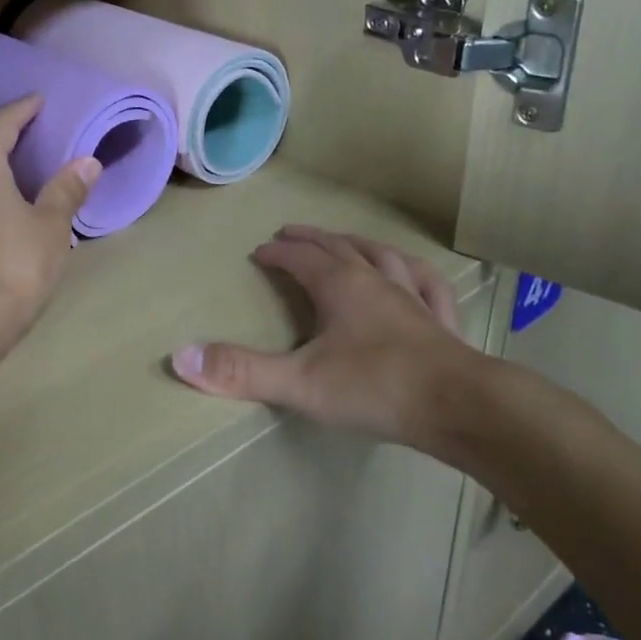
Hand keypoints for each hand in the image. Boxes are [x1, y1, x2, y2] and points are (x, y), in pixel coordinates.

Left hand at [0, 95, 101, 333]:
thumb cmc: (17, 261)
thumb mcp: (51, 224)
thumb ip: (67, 189)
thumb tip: (87, 163)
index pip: (2, 124)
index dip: (23, 109)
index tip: (40, 101)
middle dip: (9, 140)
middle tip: (39, 136)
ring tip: (26, 172)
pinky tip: (9, 208)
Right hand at [170, 225, 486, 447]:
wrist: (459, 406)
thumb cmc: (375, 387)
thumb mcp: (299, 382)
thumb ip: (240, 371)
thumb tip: (181, 356)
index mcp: (340, 286)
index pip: (301, 258)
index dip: (278, 252)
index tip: (259, 250)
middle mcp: (376, 280)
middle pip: (338, 248)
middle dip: (312, 239)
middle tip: (292, 232)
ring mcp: (413, 297)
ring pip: (382, 257)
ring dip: (357, 244)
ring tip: (345, 242)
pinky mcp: (441, 321)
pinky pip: (427, 284)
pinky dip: (412, 271)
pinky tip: (413, 274)